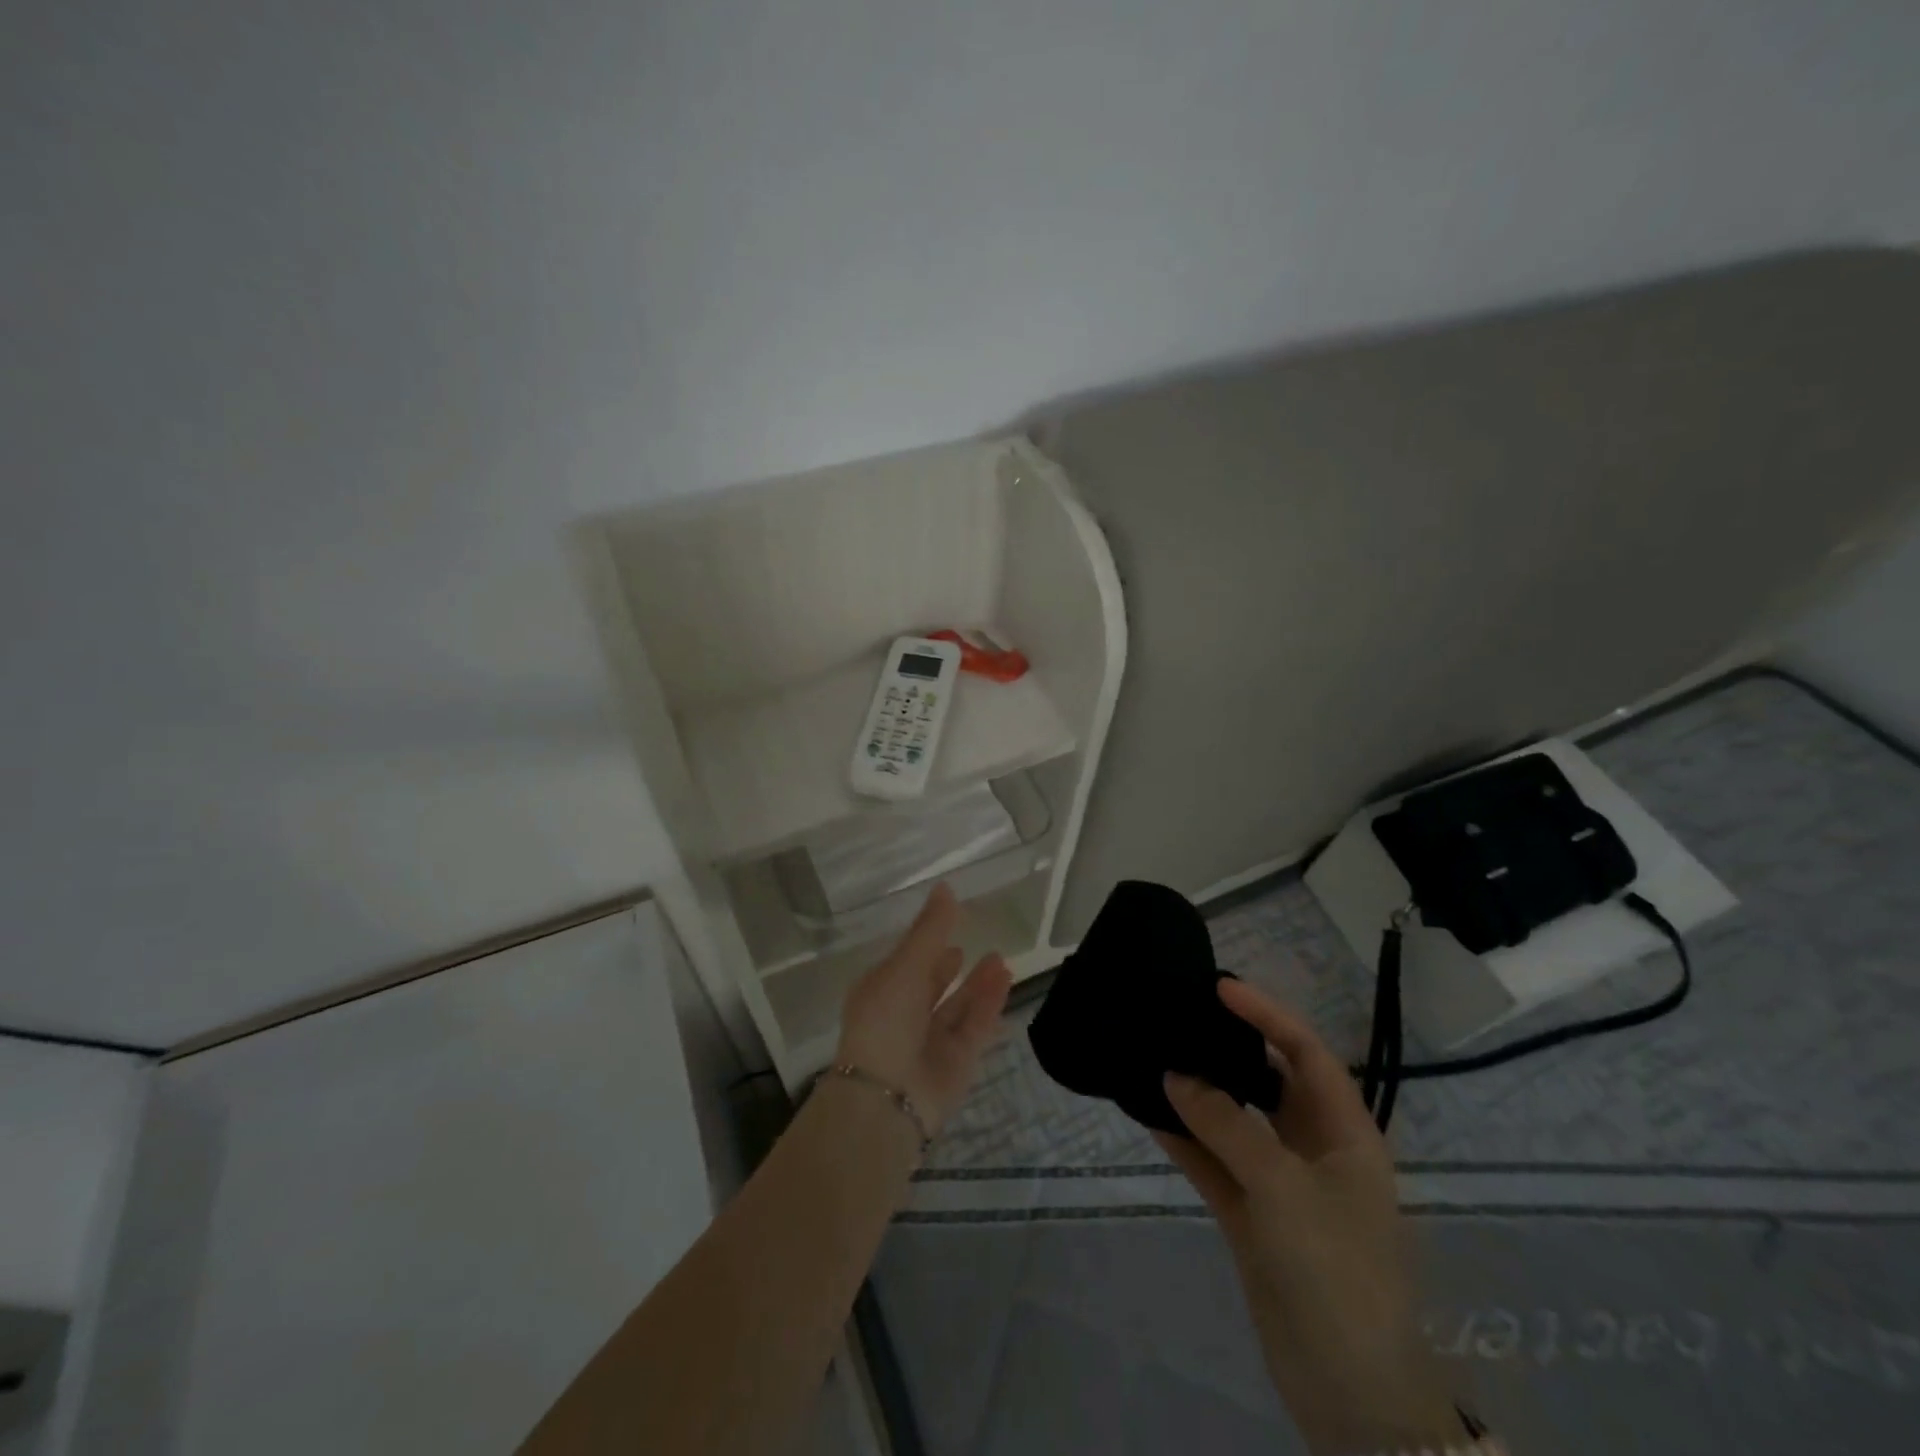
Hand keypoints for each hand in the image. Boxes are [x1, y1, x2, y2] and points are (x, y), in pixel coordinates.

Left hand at [835, 884, 1011, 1135]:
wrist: (888, 1097)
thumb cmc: (885, 1020)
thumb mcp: (905, 965)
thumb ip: (930, 929)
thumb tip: (946, 887)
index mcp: (880, 992)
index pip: (906, 964)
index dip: (924, 946)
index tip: (946, 925)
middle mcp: (904, 1017)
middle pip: (932, 987)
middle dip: (952, 968)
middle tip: (977, 947)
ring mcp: (931, 1042)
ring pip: (958, 1007)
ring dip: (978, 983)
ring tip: (1001, 958)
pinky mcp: (957, 1063)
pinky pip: (976, 1026)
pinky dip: (989, 1003)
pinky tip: (1005, 978)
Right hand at [1156, 980, 1458, 1455]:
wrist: (1349, 1392)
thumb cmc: (1334, 1270)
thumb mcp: (1283, 1188)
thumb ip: (1226, 1125)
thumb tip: (1174, 1073)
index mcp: (1345, 1134)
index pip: (1306, 1053)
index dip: (1267, 1015)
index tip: (1219, 987)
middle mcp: (1314, 1149)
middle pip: (1268, 1081)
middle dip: (1229, 1048)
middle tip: (1180, 1015)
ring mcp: (1280, 1183)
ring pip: (1234, 1121)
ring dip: (1198, 1094)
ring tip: (1153, 1055)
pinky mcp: (1251, 1215)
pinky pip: (1213, 1161)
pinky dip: (1183, 1139)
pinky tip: (1146, 1113)